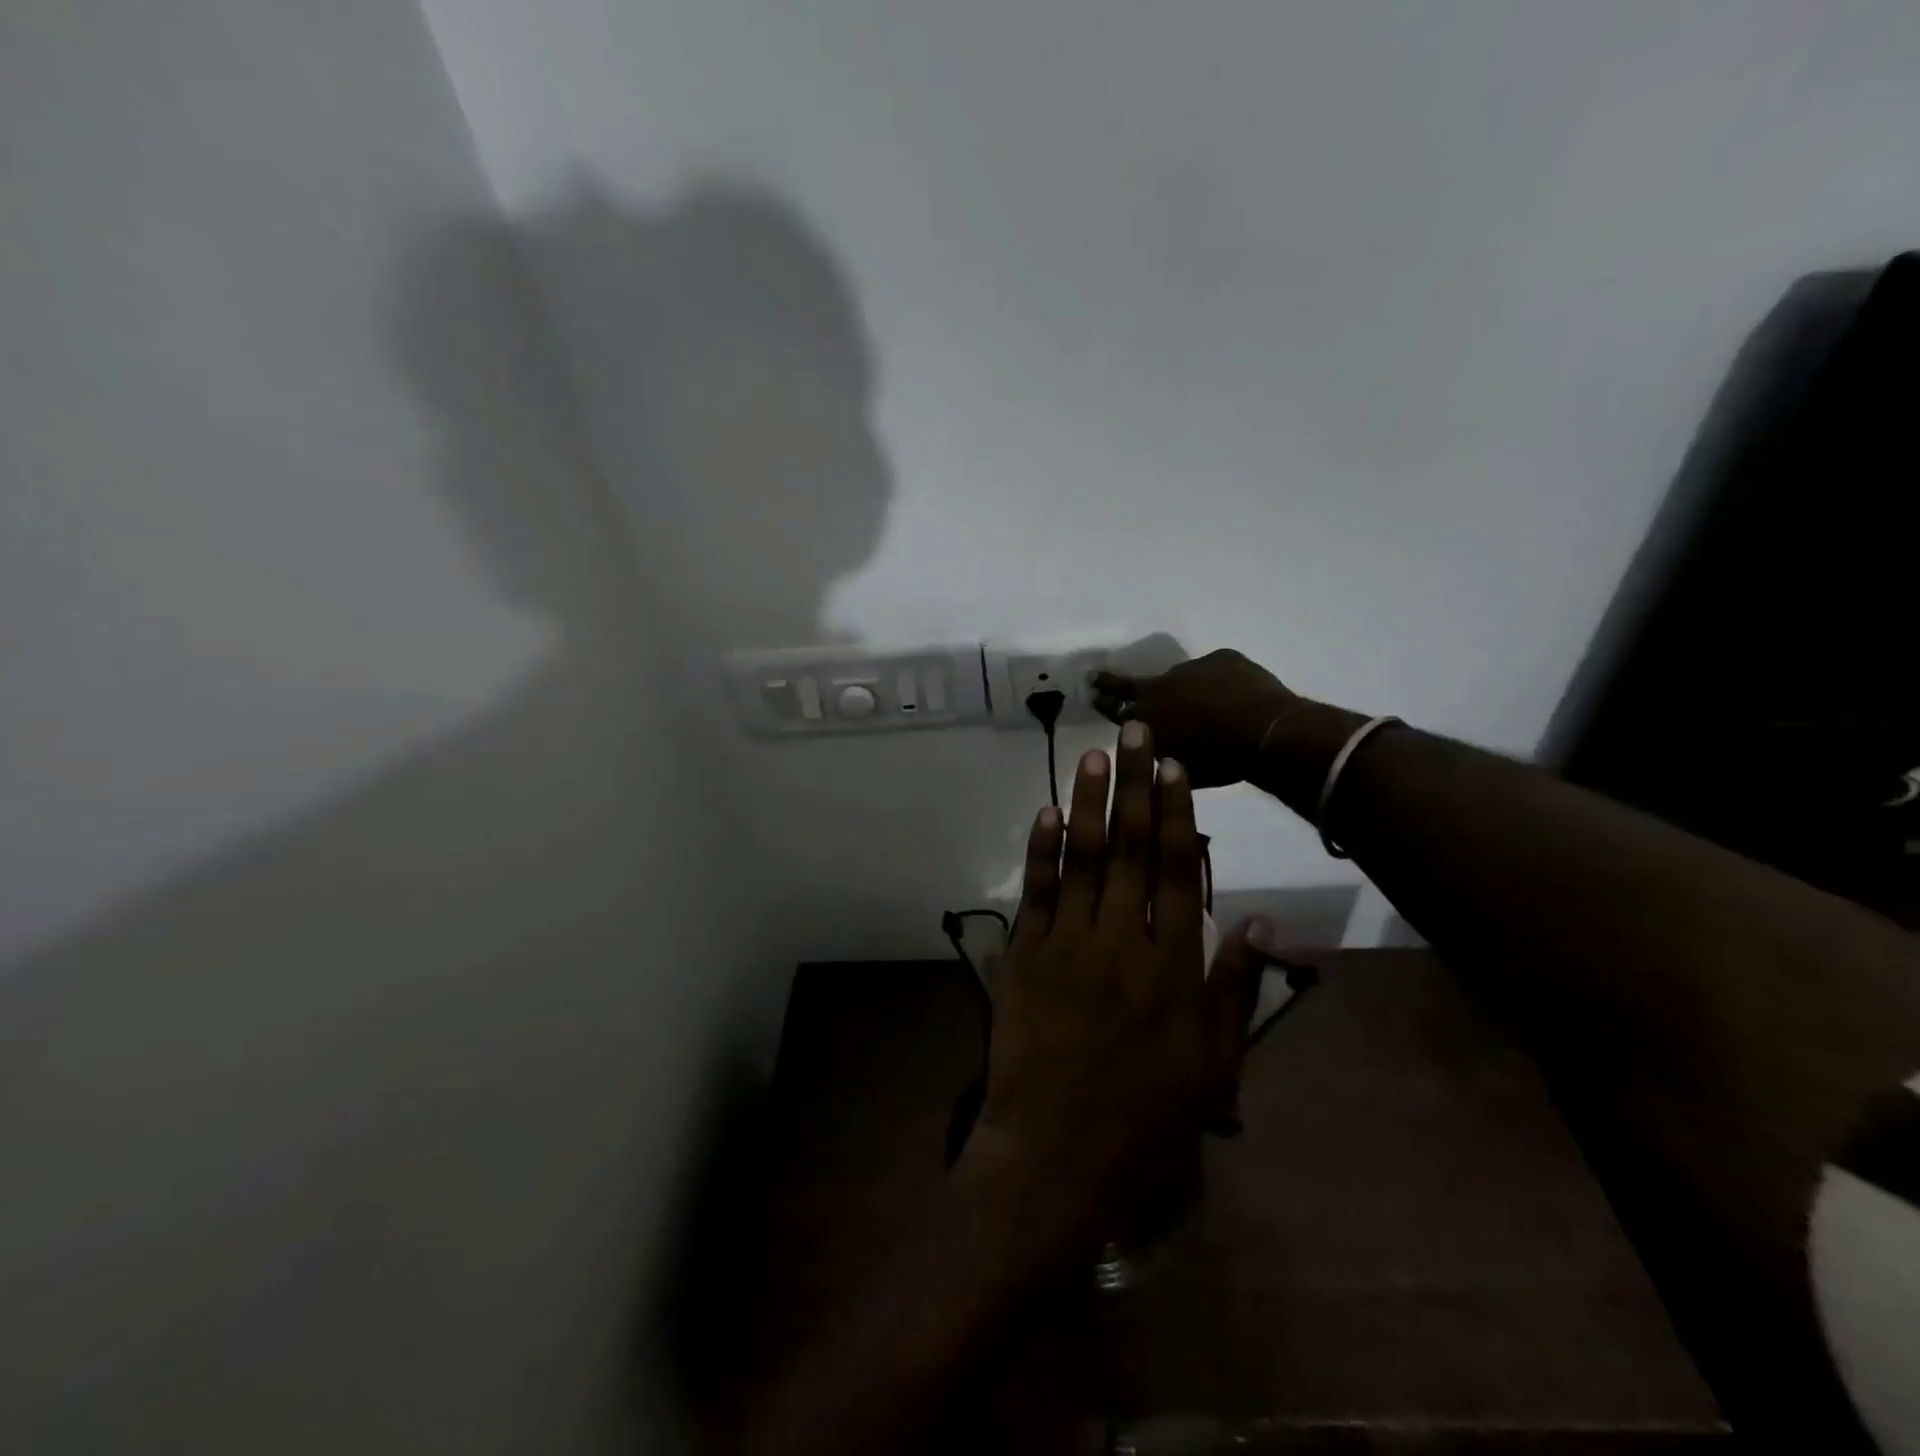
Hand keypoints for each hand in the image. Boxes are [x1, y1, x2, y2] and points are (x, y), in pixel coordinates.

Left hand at [961, 722, 1265, 1253]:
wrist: (1055, 1156)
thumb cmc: (1145, 1119)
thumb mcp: (1214, 1066)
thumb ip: (1236, 988)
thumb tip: (1260, 921)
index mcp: (1172, 965)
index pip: (1174, 869)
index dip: (1174, 811)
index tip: (1173, 764)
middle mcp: (1121, 940)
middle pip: (1128, 847)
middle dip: (1132, 783)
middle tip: (1133, 729)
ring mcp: (1066, 944)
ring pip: (1080, 858)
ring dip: (1086, 801)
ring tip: (1093, 754)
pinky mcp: (1024, 957)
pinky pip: (1034, 893)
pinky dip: (1039, 851)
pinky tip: (1045, 813)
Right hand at [1090, 649, 1298, 788]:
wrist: (1266, 734)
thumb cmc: (1221, 761)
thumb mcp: (1181, 768)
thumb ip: (1162, 754)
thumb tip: (1158, 750)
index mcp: (1146, 720)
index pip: (1114, 709)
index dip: (1103, 702)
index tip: (1092, 694)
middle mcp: (1159, 689)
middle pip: (1128, 684)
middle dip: (1109, 682)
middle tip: (1095, 676)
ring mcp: (1190, 669)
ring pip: (1180, 679)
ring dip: (1185, 689)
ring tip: (1206, 703)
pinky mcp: (1220, 658)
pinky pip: (1214, 671)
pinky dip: (1219, 682)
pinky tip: (1235, 696)